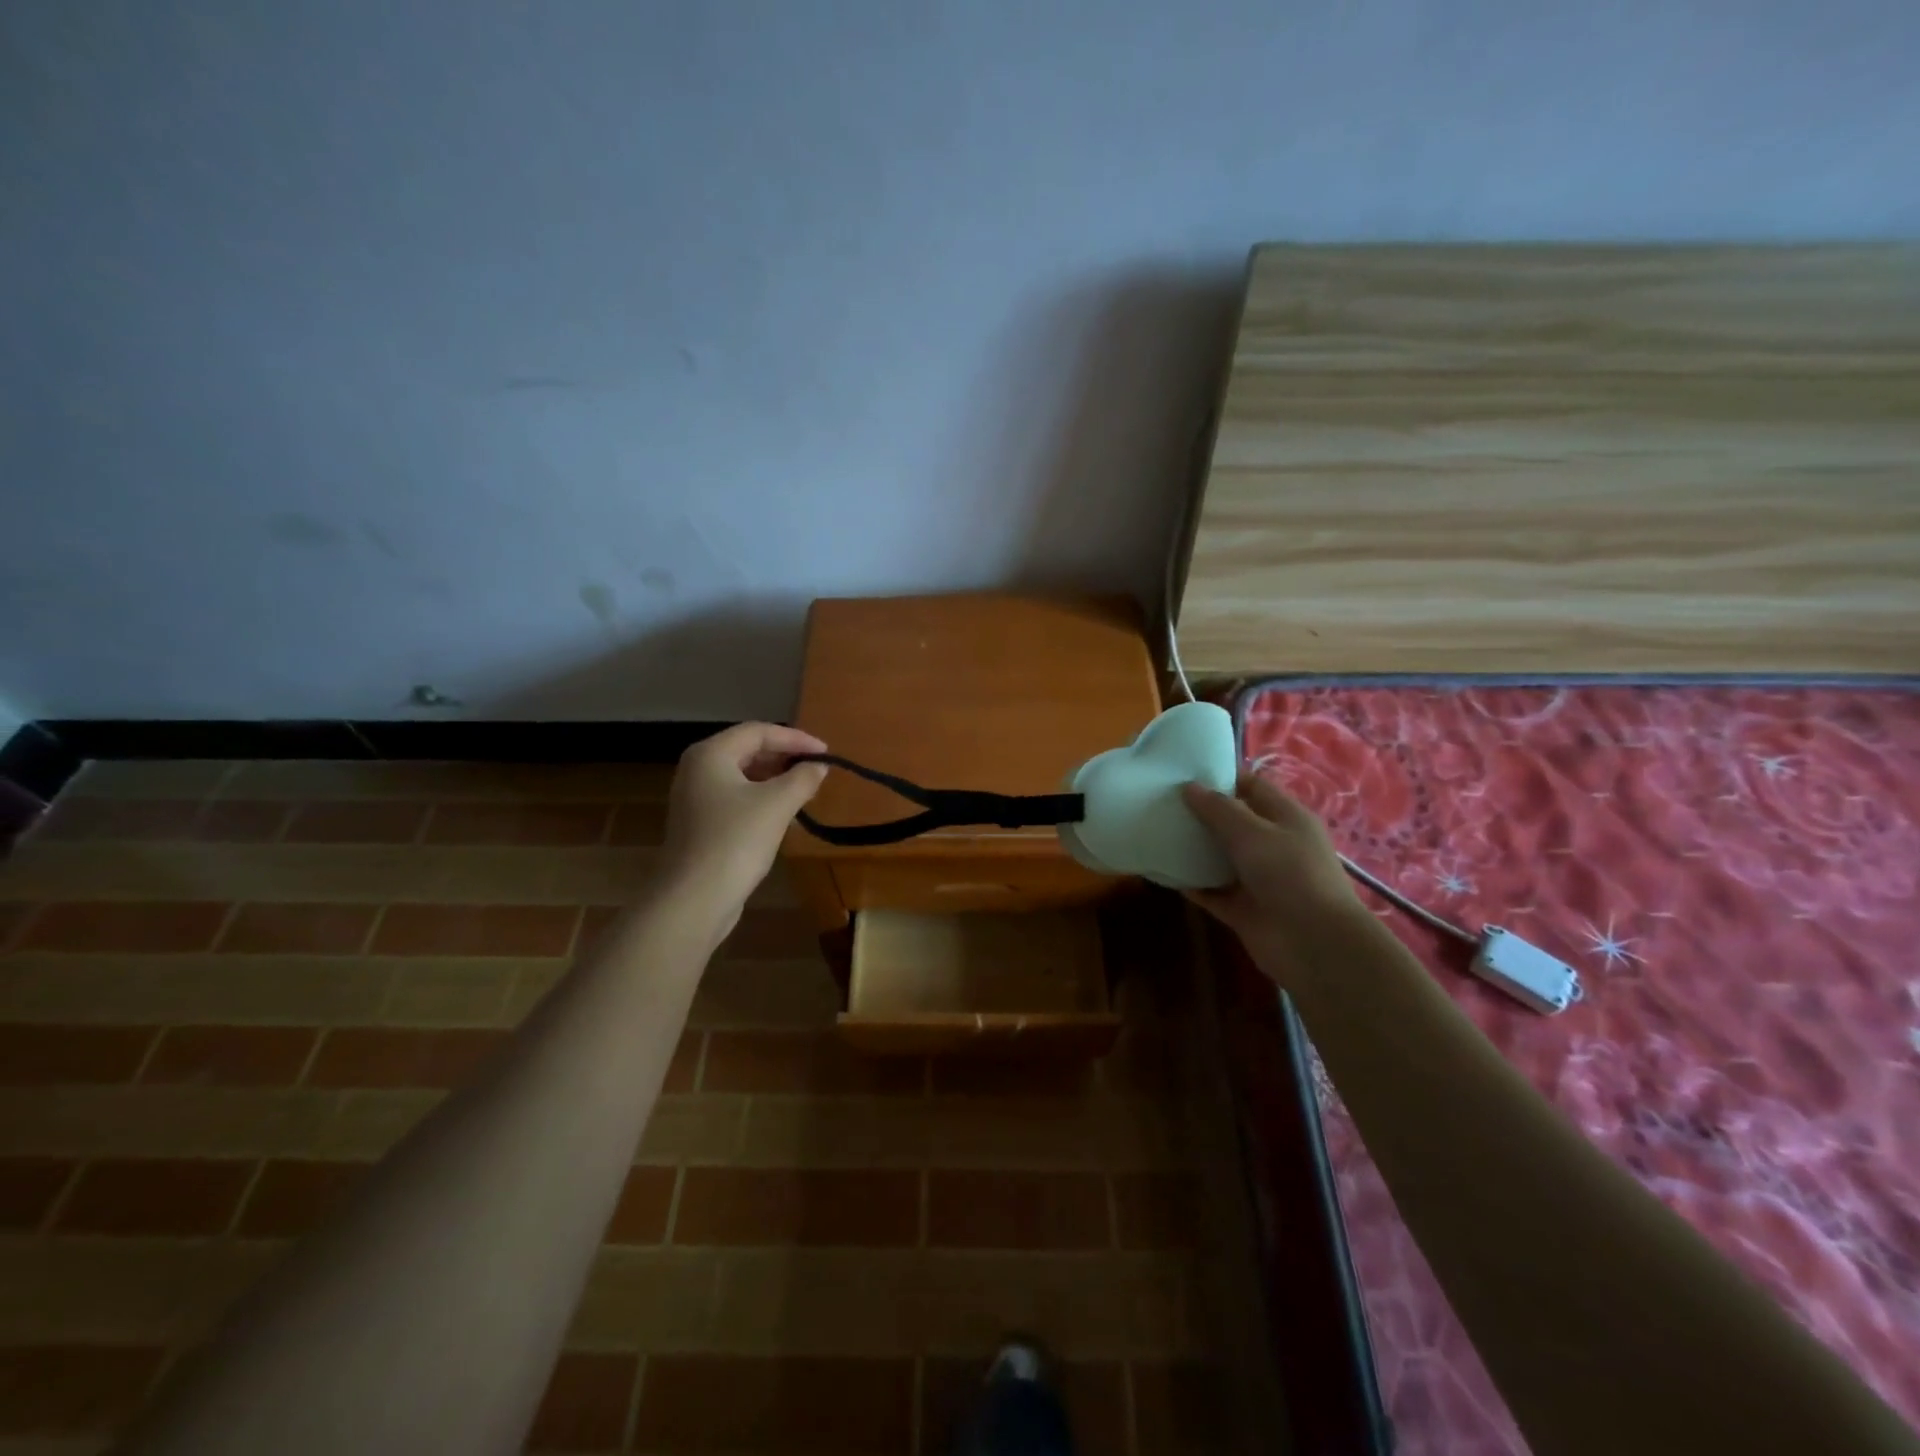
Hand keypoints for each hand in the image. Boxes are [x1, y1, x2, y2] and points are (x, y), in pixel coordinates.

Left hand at [660, 723, 829, 939]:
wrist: (694, 898)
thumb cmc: (736, 840)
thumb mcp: (777, 804)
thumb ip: (802, 778)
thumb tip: (818, 767)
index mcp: (711, 754)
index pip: (758, 732)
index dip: (796, 738)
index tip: (826, 754)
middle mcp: (697, 769)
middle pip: (748, 750)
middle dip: (785, 757)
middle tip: (816, 769)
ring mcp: (695, 798)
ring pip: (742, 776)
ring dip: (775, 779)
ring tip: (805, 789)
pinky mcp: (700, 823)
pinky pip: (736, 798)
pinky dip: (761, 798)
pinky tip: (783, 814)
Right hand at [1180, 772, 1362, 976]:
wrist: (1313, 943)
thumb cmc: (1290, 874)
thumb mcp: (1253, 832)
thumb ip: (1219, 809)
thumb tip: (1189, 787)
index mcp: (1285, 817)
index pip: (1252, 786)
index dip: (1221, 777)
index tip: (1182, 771)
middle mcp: (1272, 844)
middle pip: (1232, 821)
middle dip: (1200, 811)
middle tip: (1160, 800)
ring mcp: (1256, 878)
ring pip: (1219, 856)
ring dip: (1192, 847)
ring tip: (1155, 831)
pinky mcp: (1242, 907)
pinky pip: (1211, 890)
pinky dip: (1191, 883)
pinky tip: (1163, 871)